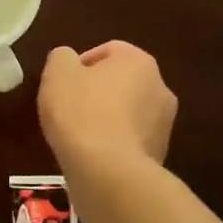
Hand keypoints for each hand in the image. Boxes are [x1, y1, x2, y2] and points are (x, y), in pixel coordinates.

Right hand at [39, 41, 176, 172]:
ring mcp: (164, 124)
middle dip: (97, 90)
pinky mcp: (160, 155)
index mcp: (139, 62)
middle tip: (70, 106)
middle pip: (122, 81)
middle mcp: (160, 88)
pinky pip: (131, 140)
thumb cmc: (81, 112)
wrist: (108, 172)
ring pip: (128, 112)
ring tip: (80, 133)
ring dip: (107, 117)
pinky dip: (114, 143)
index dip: (81, 63)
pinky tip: (93, 154)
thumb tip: (69, 61)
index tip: (63, 83)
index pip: (109, 50)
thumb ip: (62, 57)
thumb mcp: (58, 73)